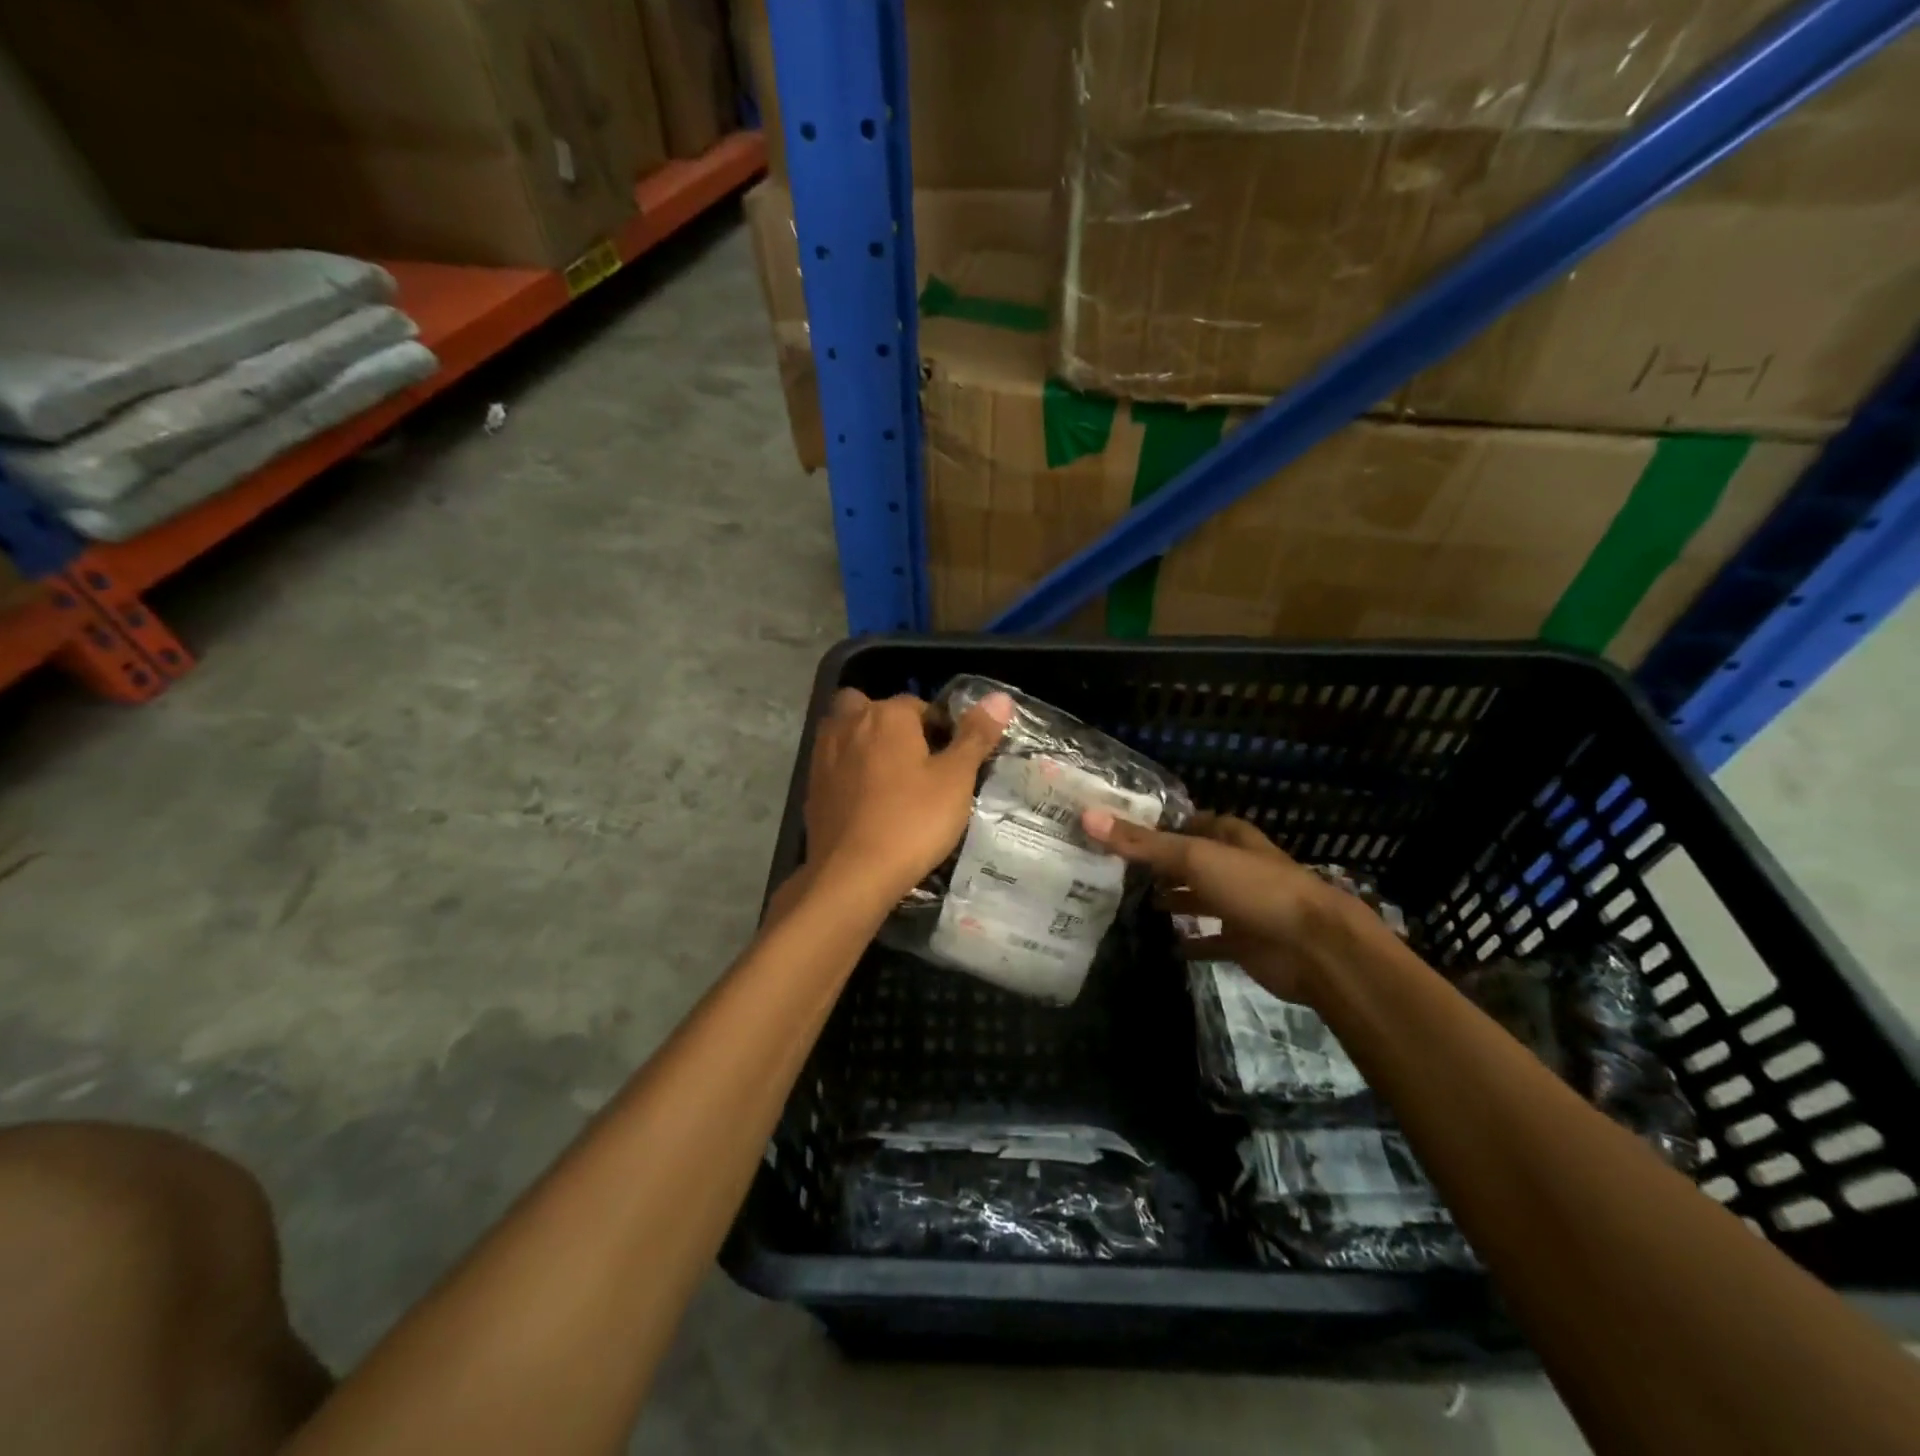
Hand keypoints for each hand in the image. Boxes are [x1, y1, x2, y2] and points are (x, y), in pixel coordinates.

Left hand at [804, 687, 1012, 902]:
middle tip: (914, 759)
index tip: (952, 759)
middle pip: (870, 708)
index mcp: (887, 715)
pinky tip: (867, 803)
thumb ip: (976, 736)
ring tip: (891, 779)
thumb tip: (1000, 697)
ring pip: (845, 733)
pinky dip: (848, 773)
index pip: (918, 704)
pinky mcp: (811, 788)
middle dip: (890, 724)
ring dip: (864, 744)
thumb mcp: (956, 779)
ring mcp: (824, 755)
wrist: (852, 874)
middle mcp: (849, 724)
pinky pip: (833, 765)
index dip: (939, 727)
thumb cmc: (912, 821)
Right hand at [1082, 809, 1350, 1003]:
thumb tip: (1088, 817)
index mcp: (1228, 837)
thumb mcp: (1194, 857)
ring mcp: (1240, 905)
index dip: (1157, 825)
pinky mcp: (1243, 942)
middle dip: (1158, 864)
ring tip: (1130, 903)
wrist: (1314, 947)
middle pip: (1190, 860)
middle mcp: (1234, 866)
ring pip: (1198, 898)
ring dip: (1172, 900)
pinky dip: (1191, 942)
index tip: (1118, 829)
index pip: (1188, 822)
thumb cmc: (1255, 888)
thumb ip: (1142, 843)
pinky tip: (1164, 945)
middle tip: (1112, 868)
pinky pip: (1210, 940)